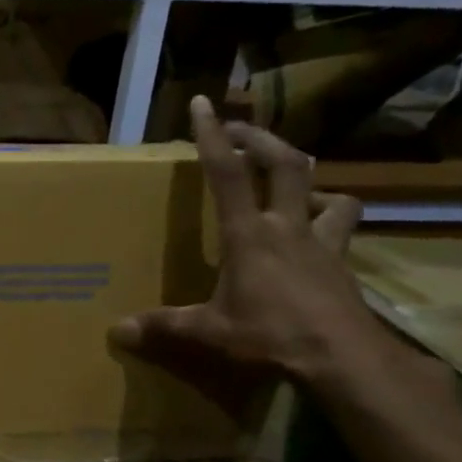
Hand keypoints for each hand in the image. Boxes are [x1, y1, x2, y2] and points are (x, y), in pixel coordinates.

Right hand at [109, 98, 381, 386]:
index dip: (213, 136)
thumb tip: (117, 331)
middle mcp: (287, 227)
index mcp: (249, 234)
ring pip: (331, 193)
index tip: (203, 103)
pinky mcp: (343, 265)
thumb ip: (164, 326)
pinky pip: (342, 230)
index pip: (227, 173)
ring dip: (313, 182)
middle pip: (286, 164)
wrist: (344, 358)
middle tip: (242, 131)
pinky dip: (333, 221)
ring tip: (297, 187)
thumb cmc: (271, 335)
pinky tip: (320, 236)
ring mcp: (322, 243)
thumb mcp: (210, 332)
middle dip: (263, 140)